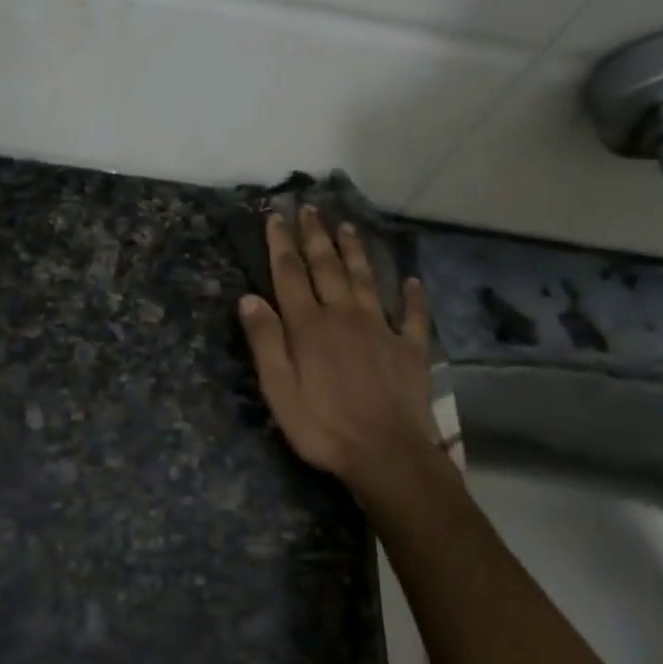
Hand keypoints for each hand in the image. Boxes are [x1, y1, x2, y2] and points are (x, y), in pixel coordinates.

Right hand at [238, 207, 451, 503]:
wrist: (388, 455)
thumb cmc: (323, 427)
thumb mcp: (278, 390)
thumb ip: (265, 342)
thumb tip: (249, 298)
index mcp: (309, 326)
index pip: (291, 274)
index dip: (282, 244)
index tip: (276, 216)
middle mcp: (345, 316)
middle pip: (328, 267)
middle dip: (316, 236)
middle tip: (310, 208)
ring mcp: (381, 330)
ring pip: (366, 280)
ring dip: (356, 252)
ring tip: (348, 227)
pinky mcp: (410, 349)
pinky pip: (413, 316)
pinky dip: (413, 296)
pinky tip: (413, 281)